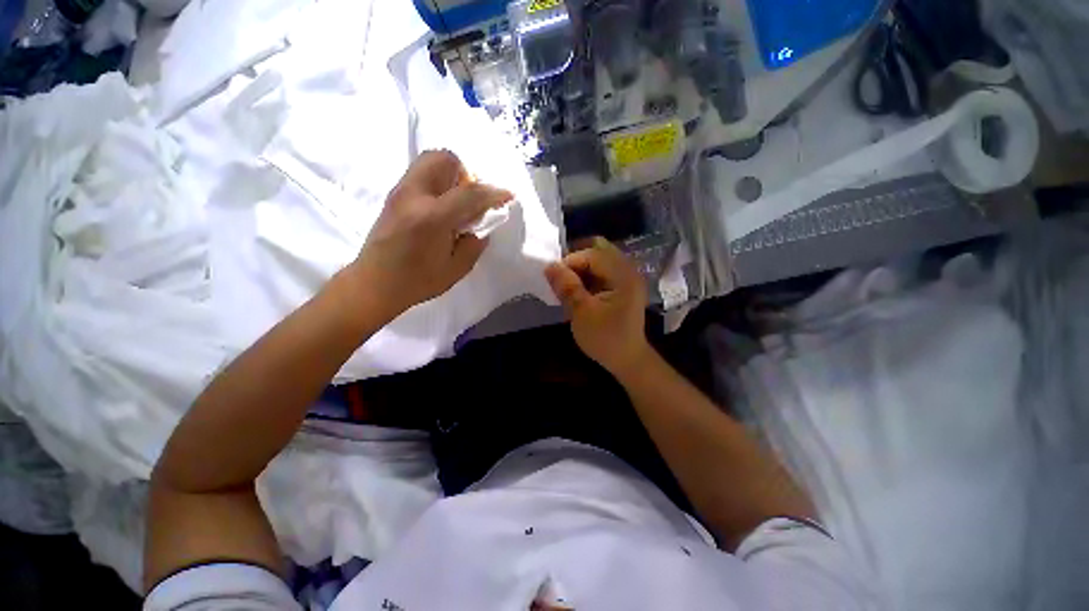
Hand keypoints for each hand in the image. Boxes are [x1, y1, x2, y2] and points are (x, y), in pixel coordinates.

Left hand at [348, 150, 512, 321]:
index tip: (508, 195)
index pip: (469, 193)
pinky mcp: (394, 194)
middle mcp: (414, 196)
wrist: (374, 283)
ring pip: (430, 160)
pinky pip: (421, 173)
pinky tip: (440, 207)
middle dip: (466, 174)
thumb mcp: (456, 269)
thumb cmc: (417, 282)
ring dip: (451, 175)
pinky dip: (438, 181)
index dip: (493, 193)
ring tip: (455, 202)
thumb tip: (480, 227)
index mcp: (432, 218)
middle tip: (470, 200)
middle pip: (444, 159)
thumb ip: (474, 245)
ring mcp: (400, 191)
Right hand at [545, 237, 651, 376]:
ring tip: (566, 285)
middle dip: (576, 260)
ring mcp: (626, 278)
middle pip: (599, 250)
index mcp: (623, 275)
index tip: (553, 277)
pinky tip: (576, 290)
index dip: (570, 261)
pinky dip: (586, 276)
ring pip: (599, 260)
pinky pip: (601, 271)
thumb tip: (549, 265)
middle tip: (560, 275)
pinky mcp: (621, 286)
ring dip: (580, 268)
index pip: (593, 254)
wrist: (627, 360)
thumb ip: (567, 287)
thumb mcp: (582, 313)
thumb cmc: (606, 338)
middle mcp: (628, 271)